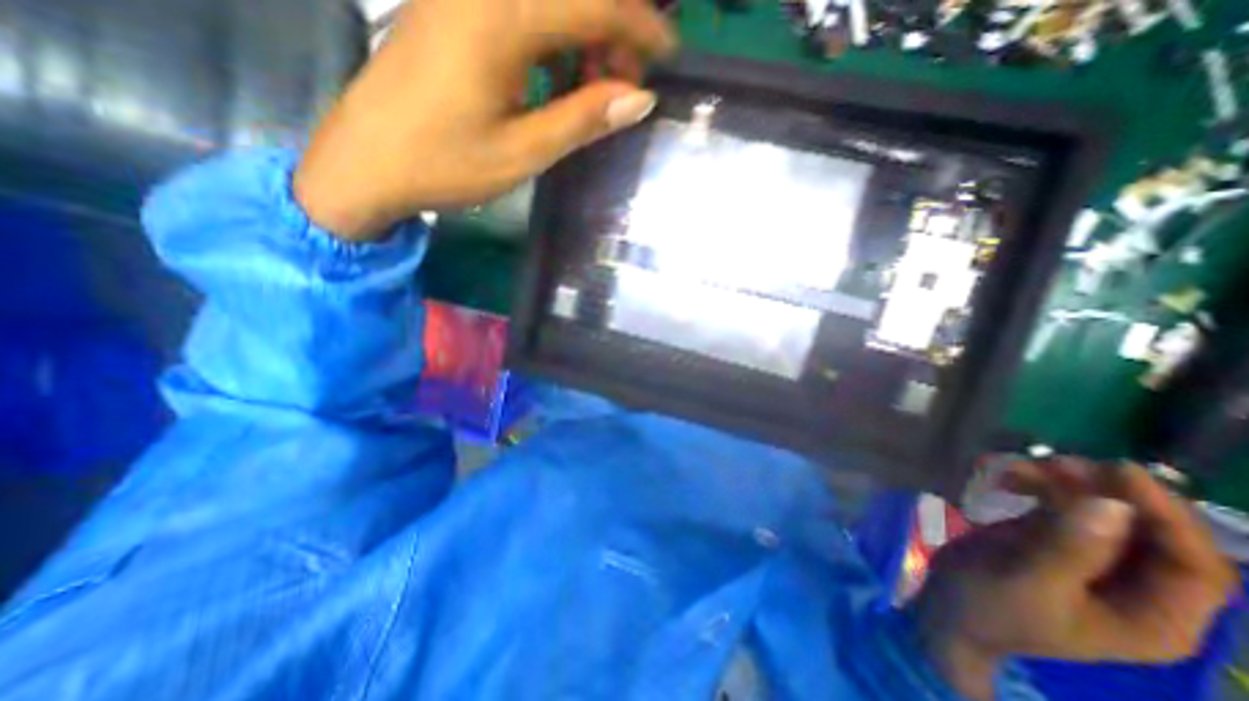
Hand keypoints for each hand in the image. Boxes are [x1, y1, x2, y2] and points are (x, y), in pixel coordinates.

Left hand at [296, 0, 672, 239]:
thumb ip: (582, 119)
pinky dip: (554, 32)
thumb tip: (639, 98)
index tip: (668, 56)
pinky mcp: (451, 6)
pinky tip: (558, 71)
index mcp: (500, 18)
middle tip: (626, 83)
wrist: (365, 162)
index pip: (593, 3)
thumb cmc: (444, 165)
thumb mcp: (523, 153)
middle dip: (614, 27)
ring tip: (596, 82)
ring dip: (584, 28)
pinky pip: (521, 5)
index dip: (639, 27)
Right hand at [916, 461, 1237, 699]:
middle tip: (1058, 462)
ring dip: (1065, 483)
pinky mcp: (1054, 538)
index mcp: (1154, 618)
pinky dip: (1037, 485)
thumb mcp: (1028, 582)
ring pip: (1101, 511)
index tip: (1119, 470)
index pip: (1193, 566)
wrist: (948, 607)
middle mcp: (1135, 587)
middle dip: (1107, 492)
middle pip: (1149, 531)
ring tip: (1022, 466)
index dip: (1167, 516)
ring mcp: (1091, 559)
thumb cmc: (991, 607)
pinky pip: (1061, 505)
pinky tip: (1007, 476)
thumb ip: (1069, 548)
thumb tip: (1111, 504)